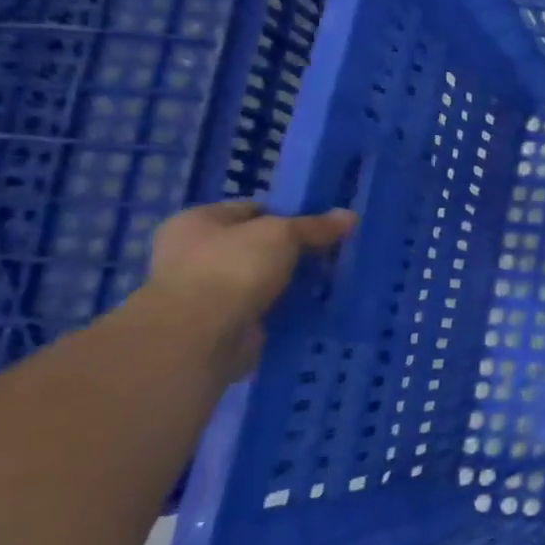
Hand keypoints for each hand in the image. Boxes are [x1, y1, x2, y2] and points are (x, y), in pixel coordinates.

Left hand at [142, 201, 355, 377]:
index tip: (324, 225)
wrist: (201, 336)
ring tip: (333, 277)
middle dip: (296, 249)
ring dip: (293, 279)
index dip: (290, 214)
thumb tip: (350, 216)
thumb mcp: (282, 234)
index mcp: (197, 222)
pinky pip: (265, 304)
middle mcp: (195, 253)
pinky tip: (316, 302)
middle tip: (334, 252)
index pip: (253, 209)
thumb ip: (315, 225)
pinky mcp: (223, 320)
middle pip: (260, 244)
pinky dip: (287, 304)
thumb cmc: (233, 268)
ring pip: (264, 276)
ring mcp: (207, 289)